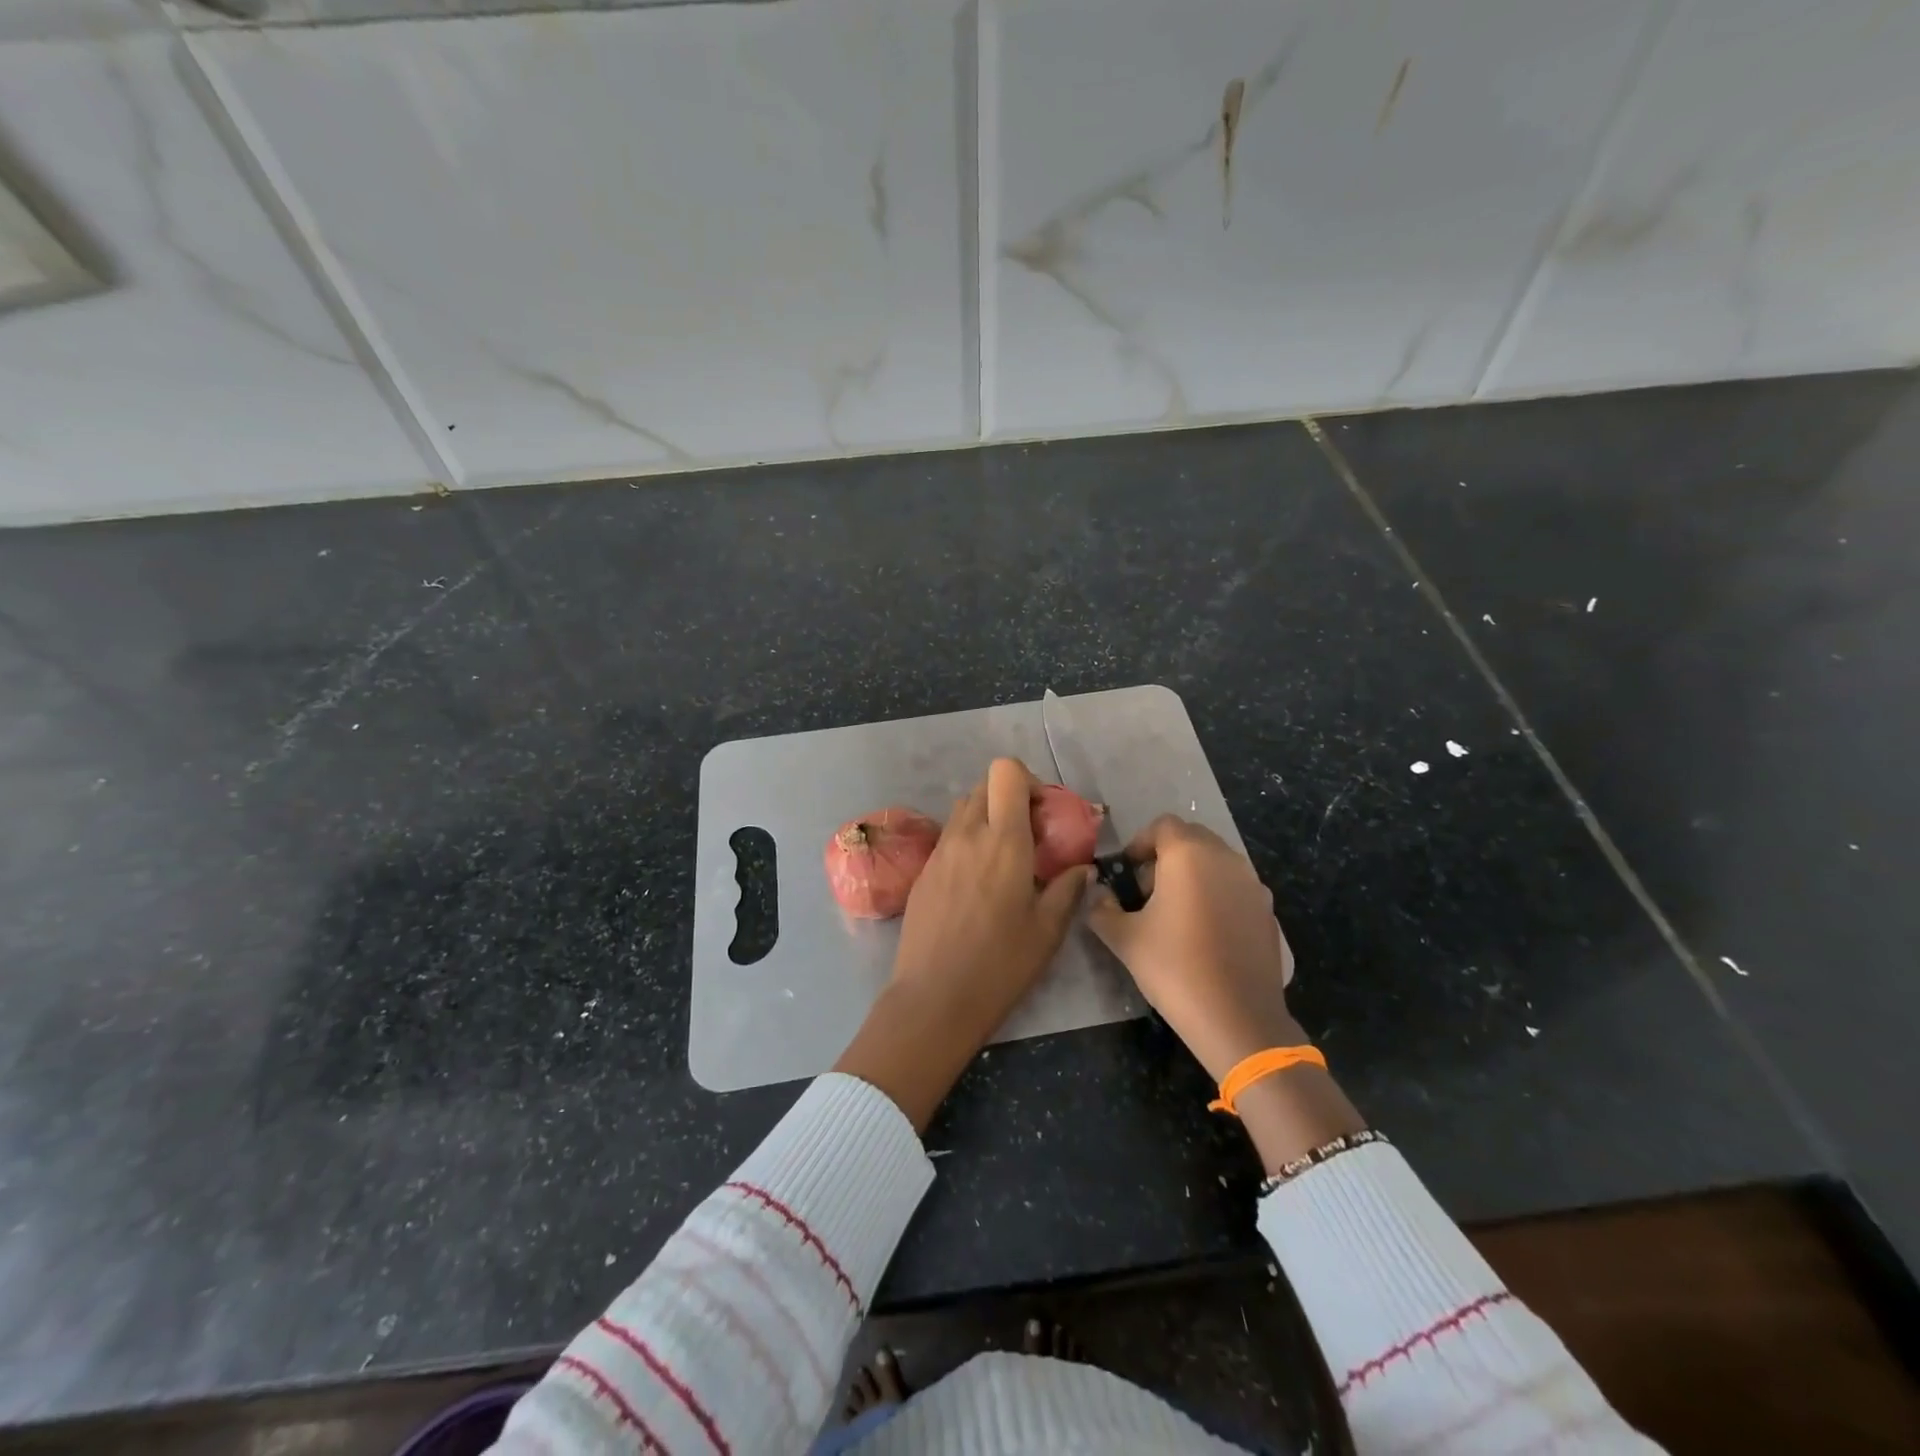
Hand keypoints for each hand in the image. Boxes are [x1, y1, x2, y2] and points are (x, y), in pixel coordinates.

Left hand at [833, 758, 1091, 1128]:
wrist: (934, 998)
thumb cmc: (1000, 964)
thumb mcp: (1048, 929)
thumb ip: (1068, 888)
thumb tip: (1083, 867)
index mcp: (1003, 840)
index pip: (1005, 771)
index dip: (1027, 781)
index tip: (1043, 813)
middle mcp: (967, 834)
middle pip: (984, 786)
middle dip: (1009, 799)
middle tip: (1029, 836)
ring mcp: (939, 852)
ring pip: (963, 811)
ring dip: (986, 819)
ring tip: (1004, 860)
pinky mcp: (922, 872)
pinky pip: (948, 839)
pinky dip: (967, 844)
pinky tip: (977, 885)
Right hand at [1087, 816, 1365, 1172]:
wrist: (1238, 1018)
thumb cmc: (1174, 968)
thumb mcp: (1124, 938)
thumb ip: (1102, 909)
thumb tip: (1097, 896)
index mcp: (1189, 855)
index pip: (1163, 826)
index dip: (1140, 843)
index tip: (1126, 871)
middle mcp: (1225, 859)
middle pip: (1192, 838)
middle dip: (1166, 856)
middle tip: (1146, 891)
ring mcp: (1253, 885)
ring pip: (1216, 862)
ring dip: (1193, 875)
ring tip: (1174, 913)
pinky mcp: (1267, 912)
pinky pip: (1235, 888)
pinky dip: (1216, 895)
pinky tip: (1204, 934)